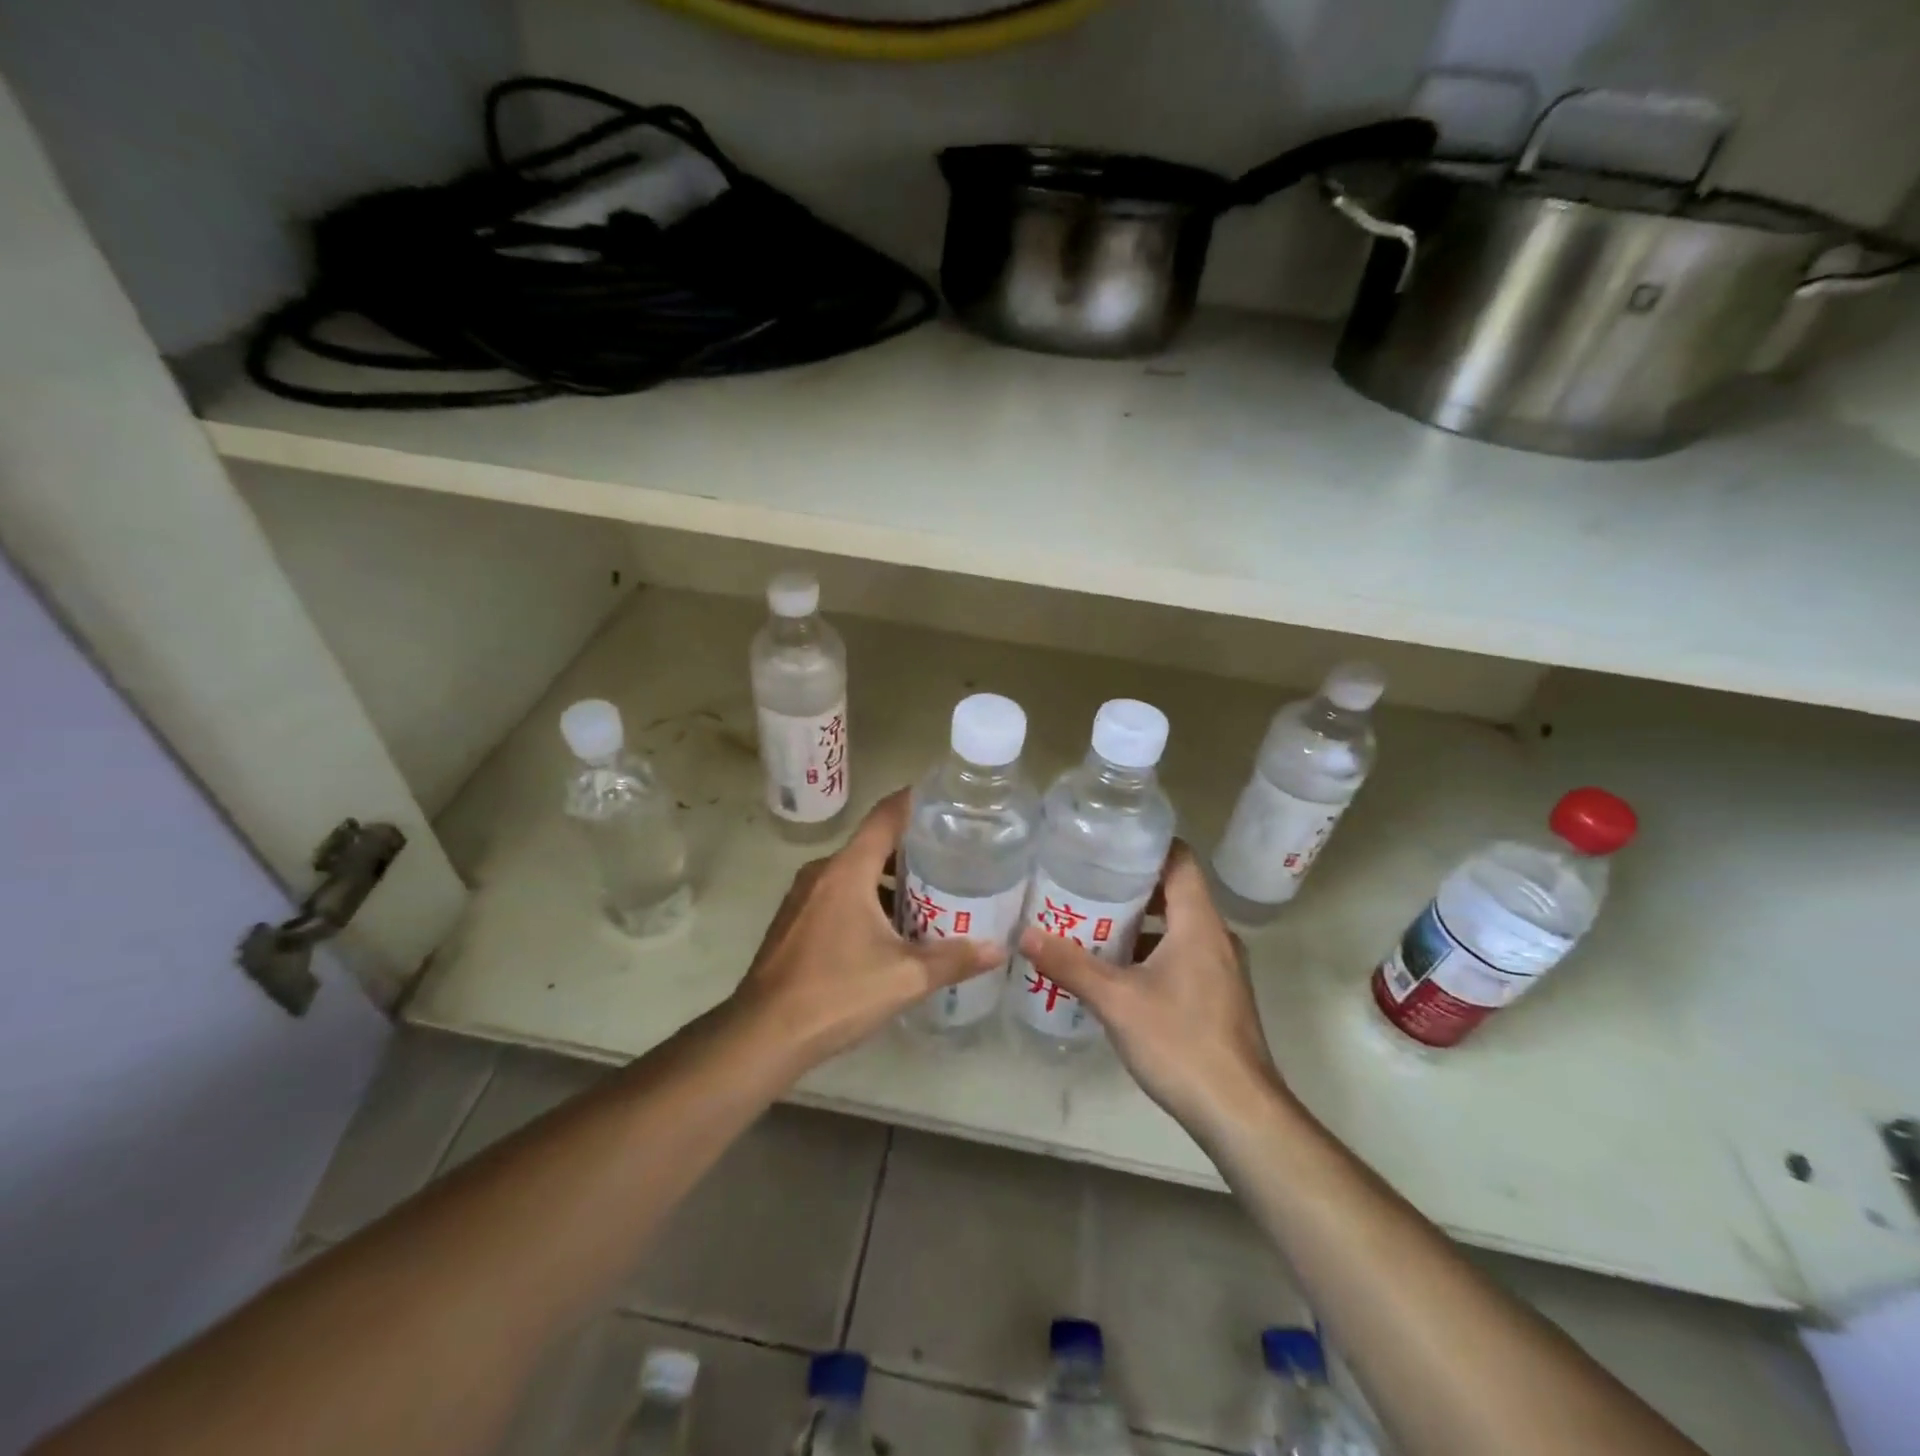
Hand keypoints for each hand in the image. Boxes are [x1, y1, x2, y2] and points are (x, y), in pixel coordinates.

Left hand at [730, 790, 1005, 1073]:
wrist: (762, 1034)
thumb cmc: (837, 993)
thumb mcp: (906, 977)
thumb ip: (954, 959)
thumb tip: (999, 949)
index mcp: (848, 870)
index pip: (886, 815)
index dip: (916, 801)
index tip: (948, 800)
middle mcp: (823, 872)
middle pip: (872, 844)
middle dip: (912, 849)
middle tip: (954, 857)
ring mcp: (803, 896)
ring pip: (854, 872)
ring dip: (888, 880)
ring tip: (929, 895)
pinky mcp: (794, 921)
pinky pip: (837, 894)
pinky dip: (865, 899)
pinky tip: (890, 929)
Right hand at [1017, 842, 1288, 1139]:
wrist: (1239, 1113)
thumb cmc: (1180, 1042)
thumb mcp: (1116, 1001)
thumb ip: (1070, 965)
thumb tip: (1024, 935)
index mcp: (1199, 923)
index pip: (1180, 860)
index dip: (1146, 846)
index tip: (1106, 845)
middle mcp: (1216, 937)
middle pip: (1175, 892)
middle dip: (1131, 887)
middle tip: (1085, 884)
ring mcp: (1222, 969)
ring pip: (1178, 928)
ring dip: (1140, 924)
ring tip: (1093, 925)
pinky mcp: (1220, 997)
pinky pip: (1184, 956)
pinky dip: (1152, 953)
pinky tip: (1118, 974)